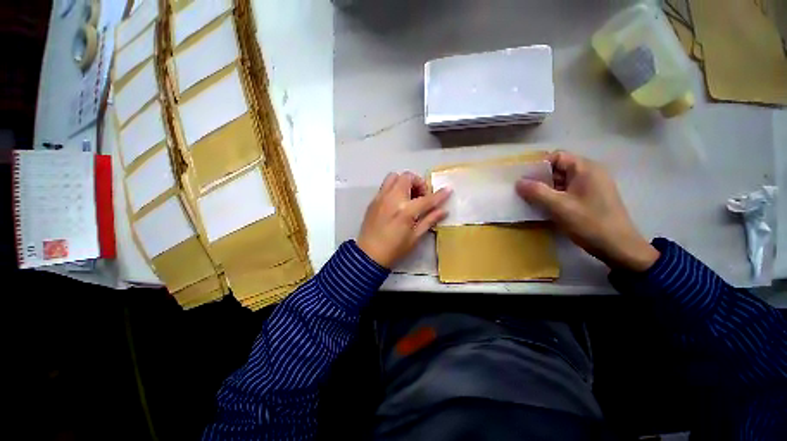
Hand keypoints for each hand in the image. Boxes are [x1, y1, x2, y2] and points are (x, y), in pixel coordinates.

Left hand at [358, 172, 451, 267]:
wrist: (368, 254)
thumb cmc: (394, 249)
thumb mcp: (415, 237)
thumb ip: (429, 220)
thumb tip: (443, 211)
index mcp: (405, 211)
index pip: (426, 199)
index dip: (439, 195)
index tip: (448, 190)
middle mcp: (392, 199)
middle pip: (407, 177)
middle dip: (418, 183)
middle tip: (421, 196)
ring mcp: (381, 197)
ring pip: (394, 176)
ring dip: (404, 182)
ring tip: (408, 196)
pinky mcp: (373, 200)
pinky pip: (385, 185)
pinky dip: (394, 187)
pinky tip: (397, 202)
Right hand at [516, 151, 658, 271]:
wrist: (618, 247)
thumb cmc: (590, 223)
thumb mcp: (559, 206)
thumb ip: (536, 192)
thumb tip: (518, 182)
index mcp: (585, 169)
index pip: (557, 156)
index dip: (538, 165)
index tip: (522, 178)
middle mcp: (589, 173)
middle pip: (558, 168)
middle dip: (539, 178)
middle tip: (522, 190)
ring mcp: (590, 187)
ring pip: (561, 181)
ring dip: (545, 189)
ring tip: (529, 199)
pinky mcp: (590, 199)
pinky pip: (566, 192)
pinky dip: (553, 197)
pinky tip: (543, 207)